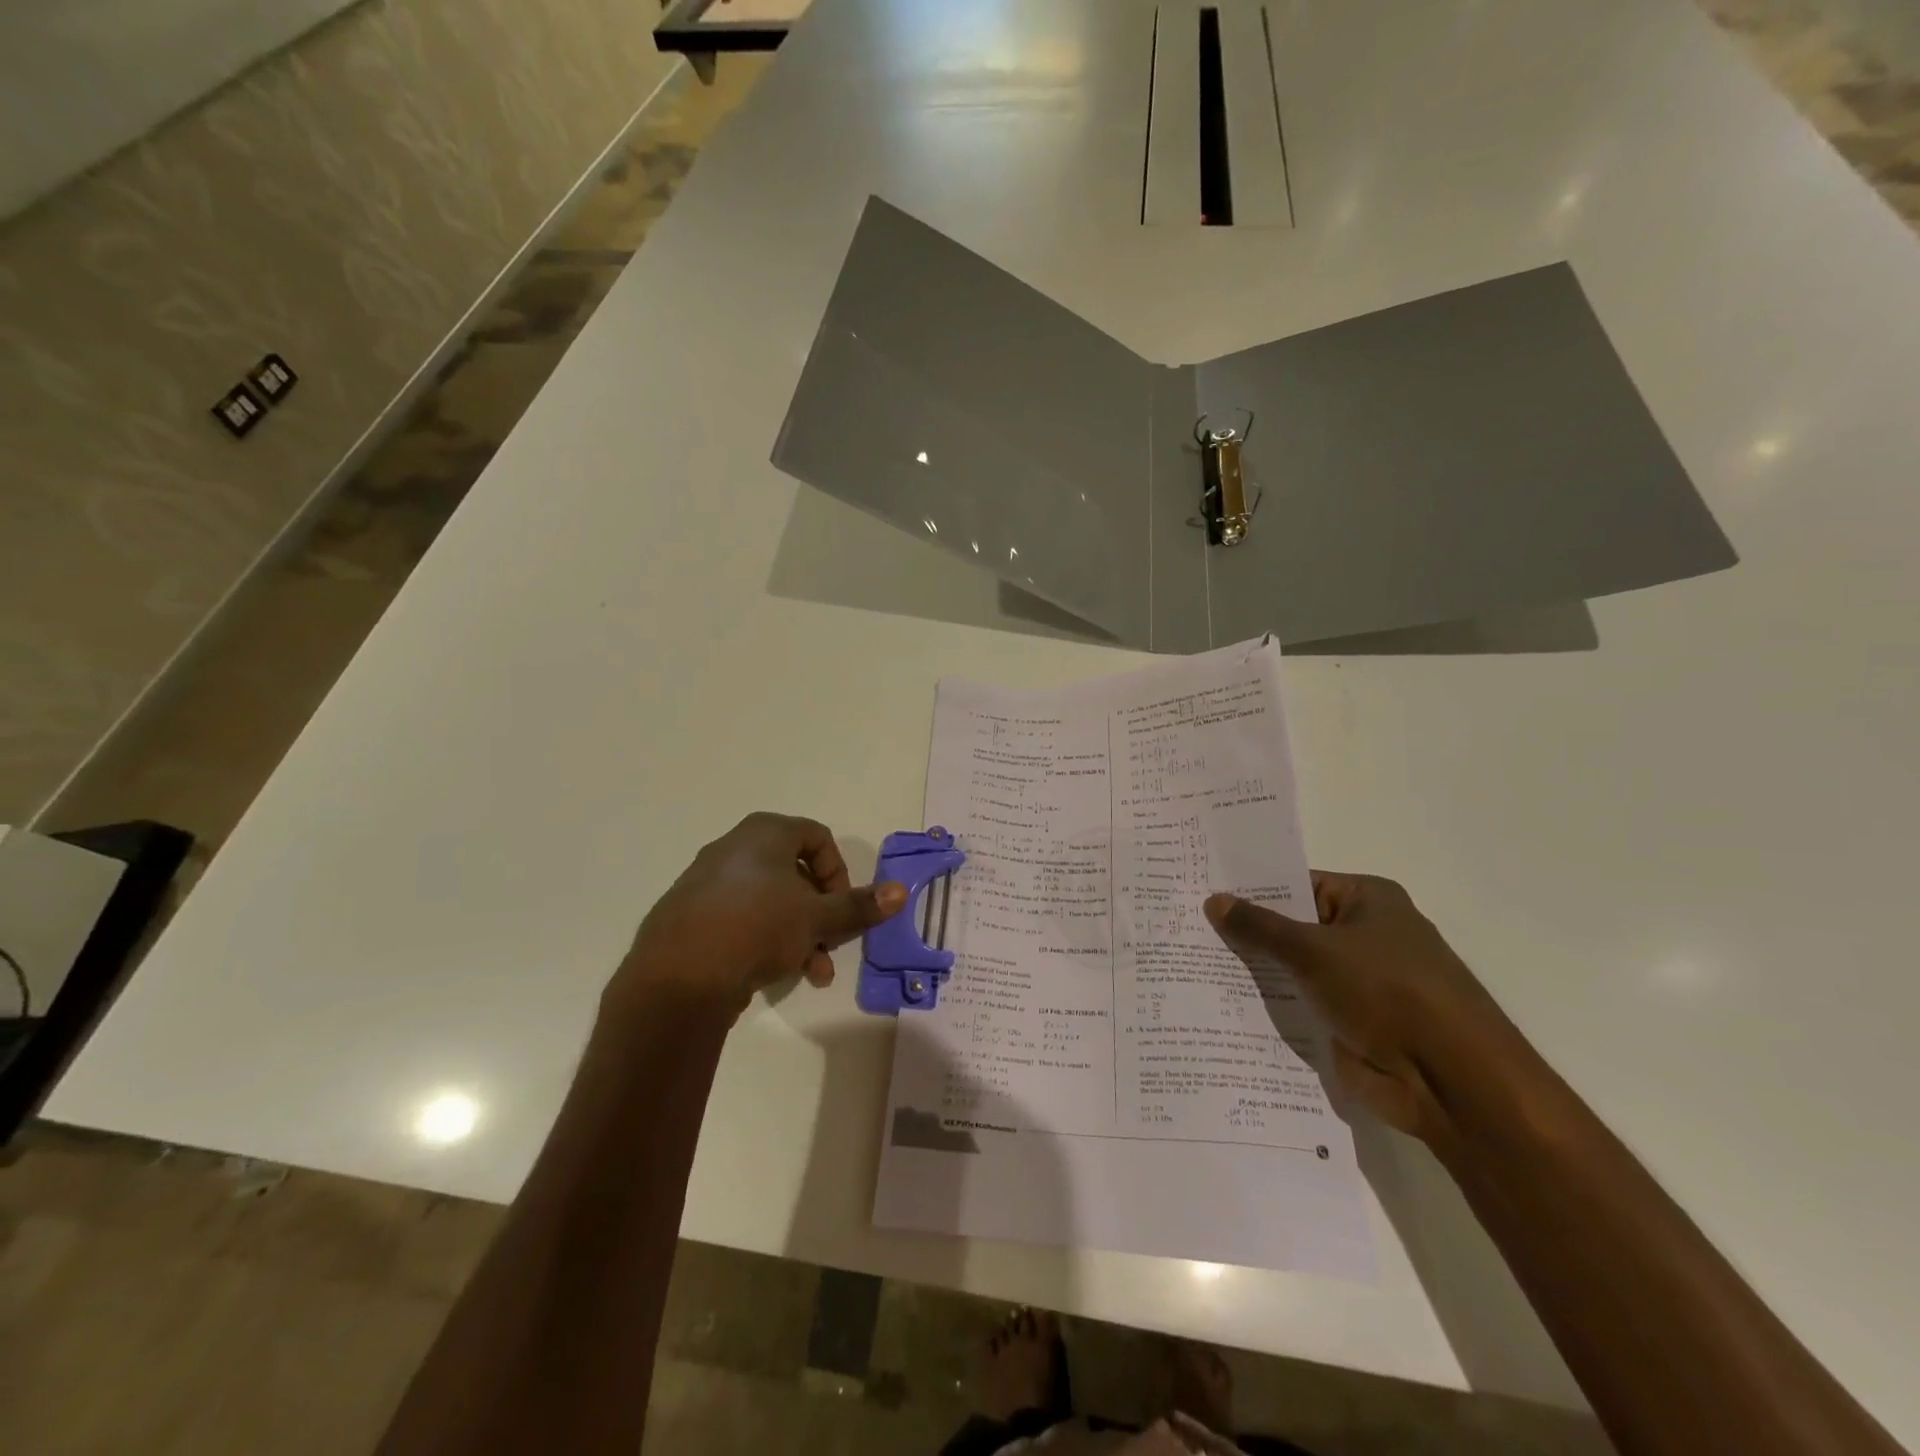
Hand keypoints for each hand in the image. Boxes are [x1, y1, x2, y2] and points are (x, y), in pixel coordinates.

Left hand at [614, 813, 904, 1018]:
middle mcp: (734, 847)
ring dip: (799, 934)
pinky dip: (764, 939)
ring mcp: (707, 881)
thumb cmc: (757, 927)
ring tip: (811, 973)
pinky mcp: (690, 914)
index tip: (842, 909)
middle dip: (821, 914)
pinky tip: (773, 974)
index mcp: (764, 832)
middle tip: (830, 944)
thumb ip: (858, 906)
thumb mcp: (817, 917)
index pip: (818, 839)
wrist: (678, 976)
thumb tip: (901, 891)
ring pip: (770, 901)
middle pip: (795, 874)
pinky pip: (740, 918)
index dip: (839, 874)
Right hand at [1205, 874, 1517, 1140]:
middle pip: (1294, 927)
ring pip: (1295, 970)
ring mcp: (1359, 983)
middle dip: (1247, 932)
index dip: (1252, 889)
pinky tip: (1221, 1004)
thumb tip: (1213, 900)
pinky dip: (1272, 1008)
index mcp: (1367, 901)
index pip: (1297, 883)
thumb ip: (1260, 926)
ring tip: (1192, 963)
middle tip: (1187, 927)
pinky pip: (1301, 1007)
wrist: (1452, 1082)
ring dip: (1257, 973)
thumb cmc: (1387, 992)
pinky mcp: (1352, 1024)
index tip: (1203, 890)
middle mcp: (1365, 936)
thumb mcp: (1314, 950)